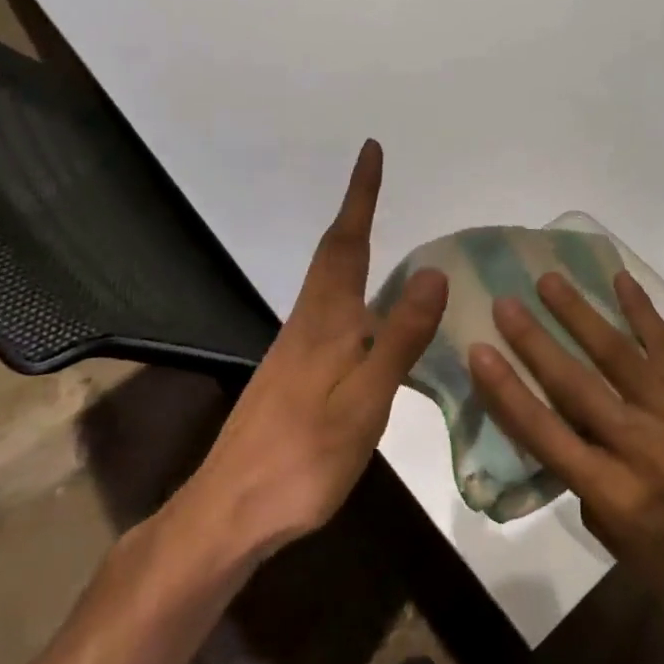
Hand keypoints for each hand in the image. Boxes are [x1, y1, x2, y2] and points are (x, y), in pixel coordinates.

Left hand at [166, 140, 446, 559]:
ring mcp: (295, 351)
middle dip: (354, 213)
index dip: (360, 196)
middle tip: (374, 180)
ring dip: (349, 246)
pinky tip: (363, 312)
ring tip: (374, 230)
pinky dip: (349, 288)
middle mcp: (308, 324)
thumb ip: (399, 337)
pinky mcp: (293, 376)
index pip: (347, 243)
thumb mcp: (365, 399)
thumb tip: (432, 271)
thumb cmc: (304, 456)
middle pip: (332, 255)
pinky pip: (328, 311)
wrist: (230, 512)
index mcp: (327, 321)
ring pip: (327, 283)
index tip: (370, 151)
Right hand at [467, 270, 663, 638]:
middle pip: (577, 385)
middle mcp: (643, 449)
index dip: (507, 391)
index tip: (479, 350)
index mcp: (612, 493)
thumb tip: (556, 411)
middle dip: (535, 341)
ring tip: (549, 280)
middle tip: (505, 303)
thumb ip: (579, 470)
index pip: (545, 433)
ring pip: (620, 355)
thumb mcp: (607, 531)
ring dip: (580, 314)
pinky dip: (642, 311)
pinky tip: (619, 279)